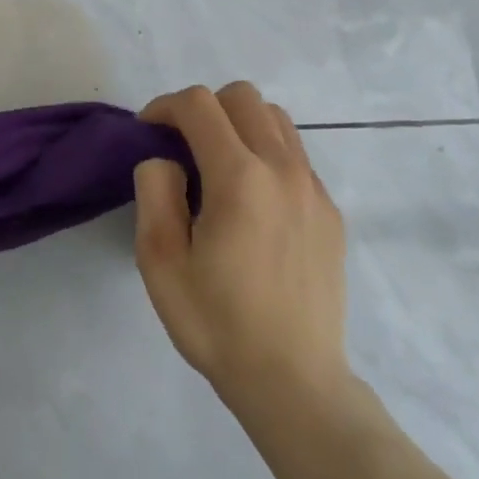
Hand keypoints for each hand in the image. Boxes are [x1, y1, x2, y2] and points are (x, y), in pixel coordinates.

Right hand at [132, 83, 348, 406]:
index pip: (199, 104)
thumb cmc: (217, 324)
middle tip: (182, 145)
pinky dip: (267, 153)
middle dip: (204, 108)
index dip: (164, 106)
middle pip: (242, 96)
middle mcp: (282, 169)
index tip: (148, 132)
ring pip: (275, 118)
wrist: (294, 382)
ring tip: (219, 165)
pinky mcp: (330, 210)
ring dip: (239, 124)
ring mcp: (313, 188)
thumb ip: (155, 192)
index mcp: (239, 178)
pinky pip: (296, 155)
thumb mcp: (160, 262)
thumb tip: (167, 160)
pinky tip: (253, 201)